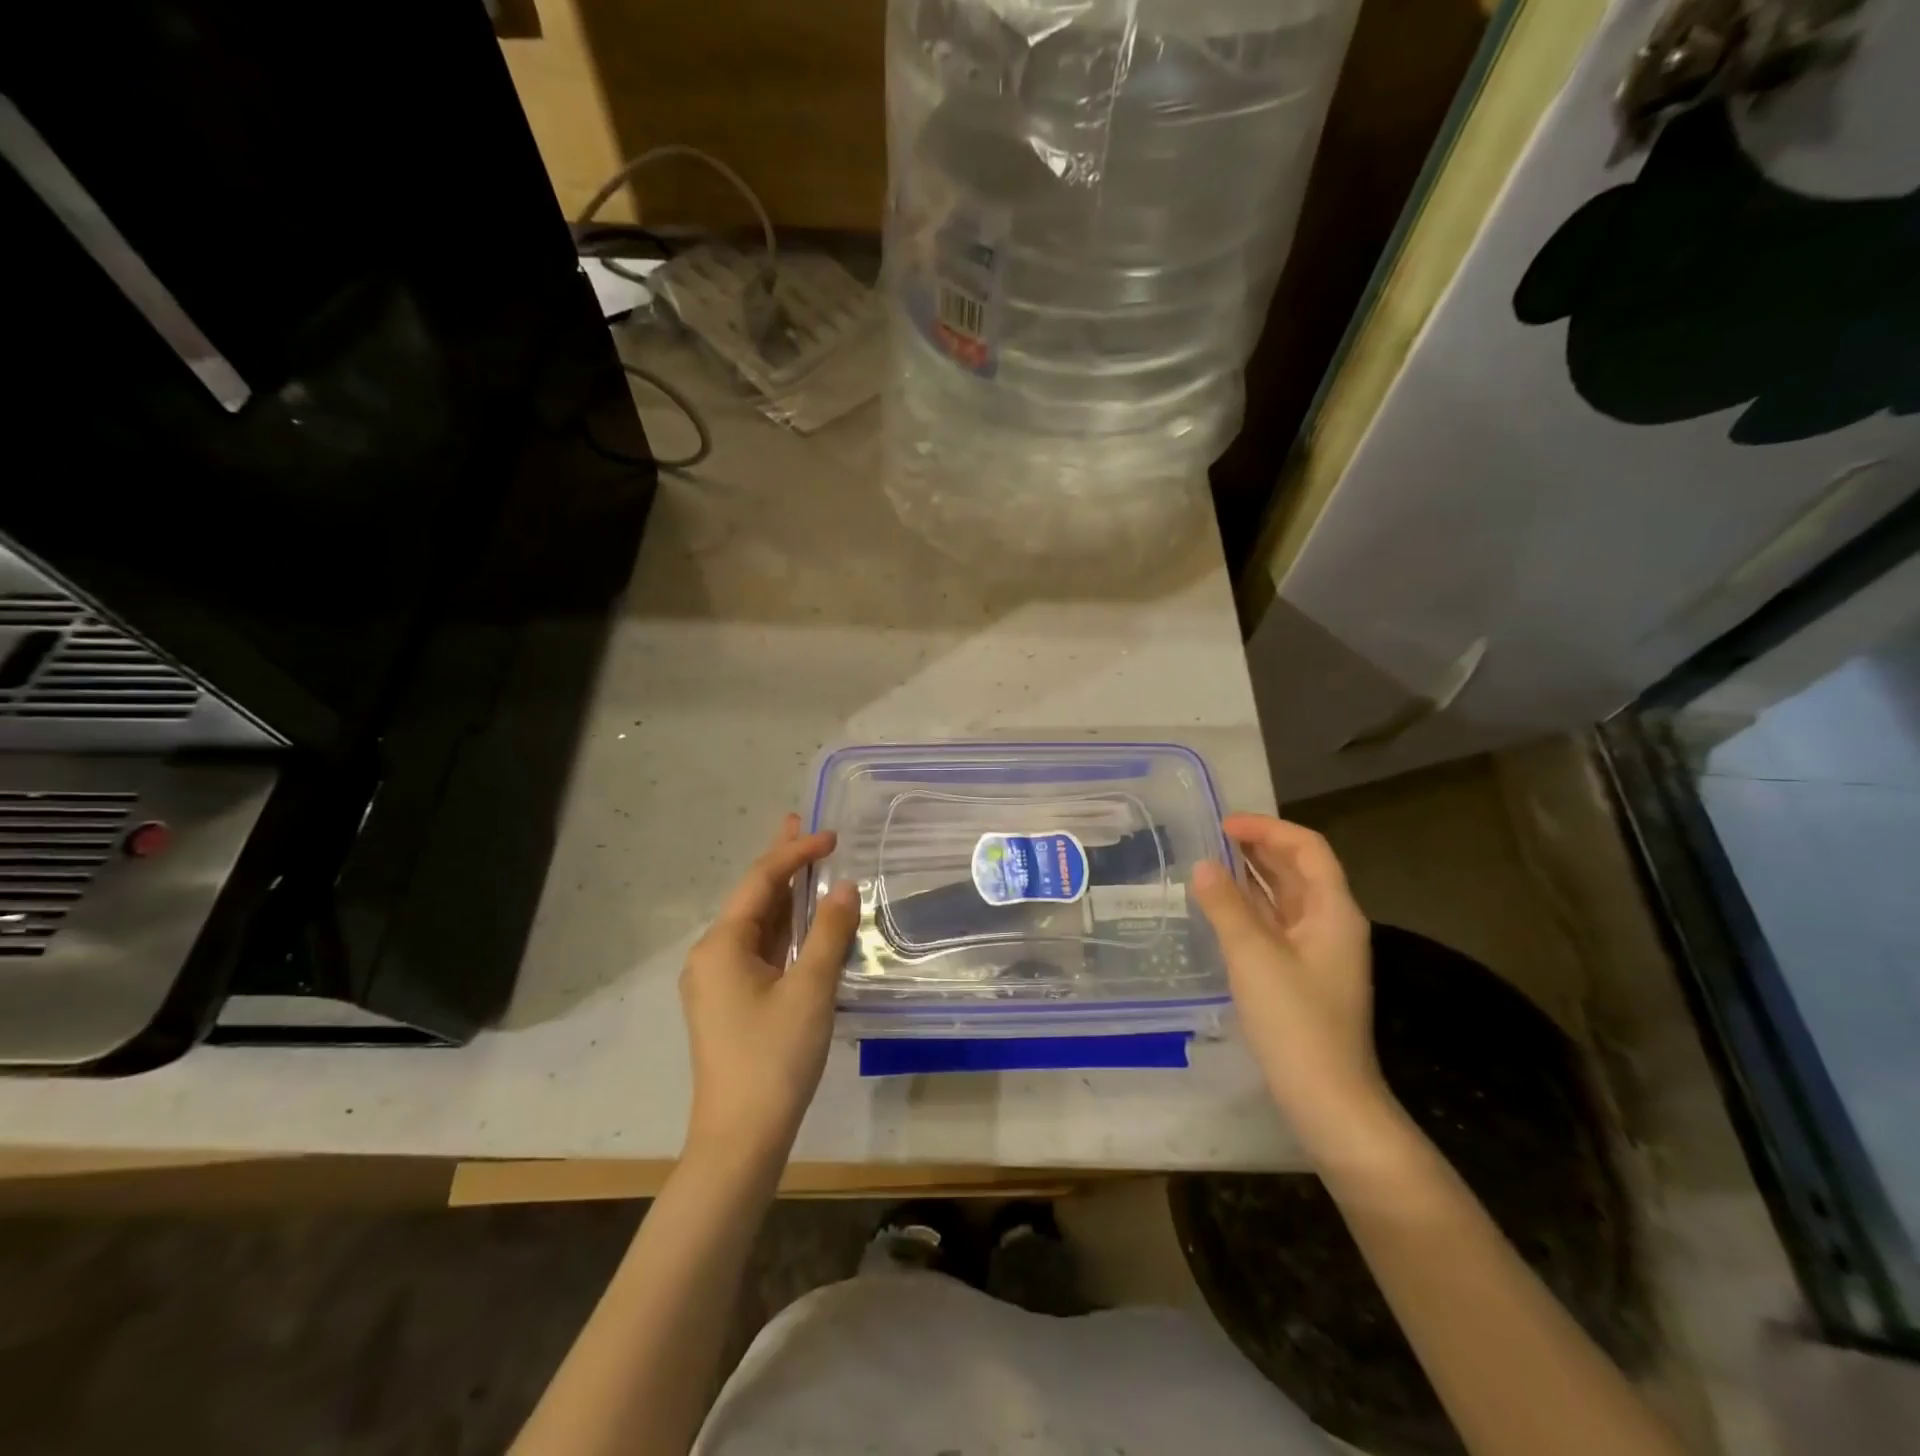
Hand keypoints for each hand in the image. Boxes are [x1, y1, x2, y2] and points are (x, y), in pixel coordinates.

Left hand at [680, 815, 860, 1166]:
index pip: (761, 881)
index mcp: (721, 945)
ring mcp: (719, 981)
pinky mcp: (731, 1003)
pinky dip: (784, 930)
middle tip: (804, 824)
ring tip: (807, 862)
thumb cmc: (774, 1057)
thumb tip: (844, 886)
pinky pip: (760, 951)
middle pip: (753, 897)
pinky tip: (803, 921)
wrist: (741, 1138)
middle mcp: (712, 955)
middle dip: (782, 862)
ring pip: (757, 925)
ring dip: (784, 895)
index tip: (833, 836)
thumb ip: (828, 932)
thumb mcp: (810, 989)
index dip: (796, 852)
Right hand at [1191, 813, 1393, 1160]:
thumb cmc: (1295, 1021)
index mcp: (1333, 912)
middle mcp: (1330, 924)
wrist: (1327, 1098)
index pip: (1307, 849)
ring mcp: (1317, 951)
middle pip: (1298, 870)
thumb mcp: (1253, 956)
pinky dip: (1249, 907)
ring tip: (1210, 862)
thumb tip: (1203, 866)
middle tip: (1211, 837)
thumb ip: (1226, 906)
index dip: (1267, 829)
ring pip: (1284, 898)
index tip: (1224, 825)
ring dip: (1252, 876)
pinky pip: (1275, 924)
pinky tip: (1220, 907)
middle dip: (1258, 848)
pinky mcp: (1301, 974)